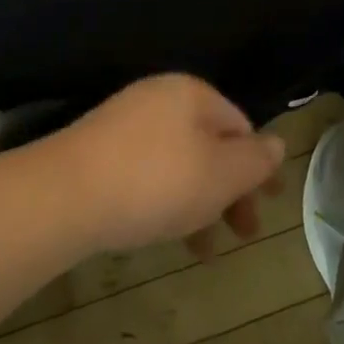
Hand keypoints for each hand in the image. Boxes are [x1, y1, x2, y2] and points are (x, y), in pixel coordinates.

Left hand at [51, 75, 286, 256]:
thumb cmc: (156, 180)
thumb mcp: (220, 174)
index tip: (270, 204)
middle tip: (243, 233)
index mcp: (192, 93)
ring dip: (200, 203)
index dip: (259, 166)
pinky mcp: (100, 149)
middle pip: (210, 143)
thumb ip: (254, 160)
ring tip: (204, 249)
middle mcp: (159, 98)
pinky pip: (148, 172)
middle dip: (230, 190)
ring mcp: (126, 122)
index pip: (240, 125)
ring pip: (179, 162)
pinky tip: (164, 234)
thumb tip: (277, 143)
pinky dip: (165, 201)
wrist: (66, 193)